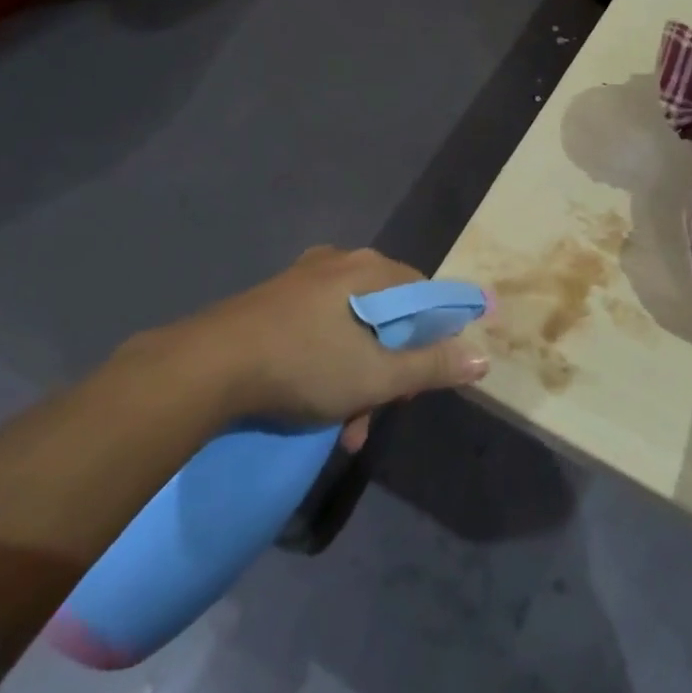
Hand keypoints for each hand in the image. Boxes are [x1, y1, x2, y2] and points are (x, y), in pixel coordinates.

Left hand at [133, 247, 489, 431]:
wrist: (207, 366)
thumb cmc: (304, 364)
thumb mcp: (377, 376)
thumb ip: (432, 366)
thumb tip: (483, 358)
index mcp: (370, 269)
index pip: (425, 295)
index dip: (434, 338)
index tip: (422, 378)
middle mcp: (339, 263)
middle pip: (387, 315)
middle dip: (389, 369)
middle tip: (379, 412)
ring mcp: (302, 279)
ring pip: (351, 329)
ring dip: (357, 379)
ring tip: (345, 430)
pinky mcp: (273, 300)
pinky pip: (318, 330)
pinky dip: (327, 366)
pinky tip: (315, 406)